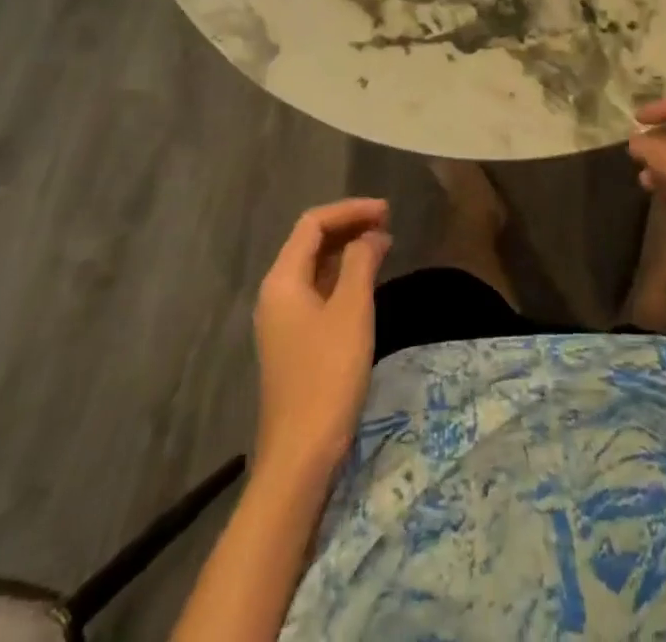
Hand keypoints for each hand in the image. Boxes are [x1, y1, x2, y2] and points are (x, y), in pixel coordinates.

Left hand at [252, 198, 391, 480]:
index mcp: (282, 280)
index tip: (387, 211)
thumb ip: (361, 263)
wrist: (300, 454)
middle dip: (348, 226)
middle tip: (388, 222)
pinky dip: (342, 275)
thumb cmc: (327, 375)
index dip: (350, 210)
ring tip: (383, 244)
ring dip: (347, 250)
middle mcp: (276, 292)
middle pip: (310, 241)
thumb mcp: (351, 311)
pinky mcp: (294, 340)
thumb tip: (371, 234)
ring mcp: (283, 319)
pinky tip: (366, 280)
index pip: (313, 224)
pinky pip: (318, 290)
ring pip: (315, 266)